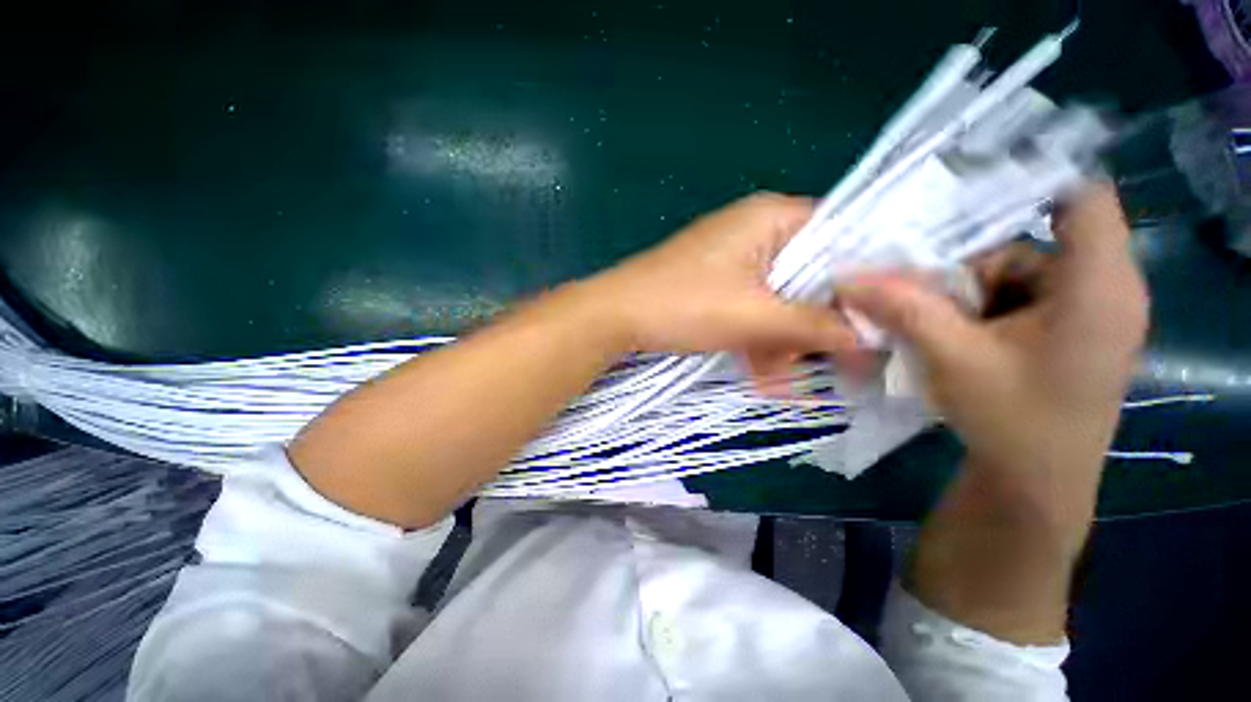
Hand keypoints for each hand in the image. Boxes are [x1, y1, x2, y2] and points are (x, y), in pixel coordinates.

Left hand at [582, 193, 865, 383]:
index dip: (862, 276)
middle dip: (817, 319)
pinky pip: (753, 305)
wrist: (615, 315)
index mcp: (771, 218)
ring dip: (785, 337)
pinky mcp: (716, 282)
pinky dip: (759, 336)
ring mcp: (733, 258)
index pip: (841, 234)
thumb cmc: (683, 305)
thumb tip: (869, 336)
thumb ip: (815, 325)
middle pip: (809, 271)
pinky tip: (764, 370)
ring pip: (779, 295)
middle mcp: (755, 230)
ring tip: (787, 376)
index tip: (880, 316)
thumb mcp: (755, 317)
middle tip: (840, 358)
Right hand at [837, 184, 1148, 471]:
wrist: (1036, 484)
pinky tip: (957, 338)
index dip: (1027, 182)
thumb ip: (903, 309)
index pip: (1082, 198)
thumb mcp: (952, 359)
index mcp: (1098, 287)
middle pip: (1027, 243)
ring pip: (1014, 273)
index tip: (959, 202)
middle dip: (969, 268)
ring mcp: (1086, 311)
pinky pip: (1018, 298)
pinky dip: (979, 309)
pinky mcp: (1068, 330)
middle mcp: (1103, 288)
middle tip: (924, 300)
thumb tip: (848, 278)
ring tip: (937, 330)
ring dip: (967, 294)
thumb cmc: (1012, 423)